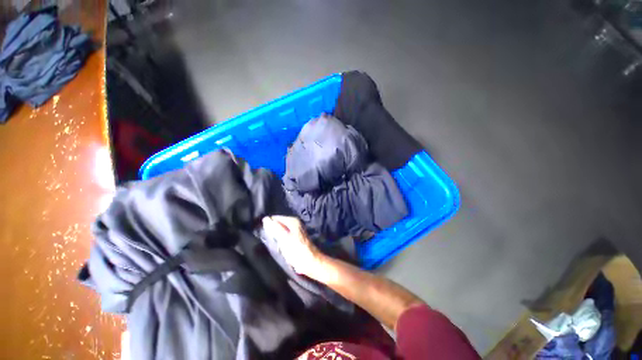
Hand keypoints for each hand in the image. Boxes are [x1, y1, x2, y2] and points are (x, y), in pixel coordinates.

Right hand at [262, 216, 325, 279]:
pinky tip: (279, 246)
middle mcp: (295, 223)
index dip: (268, 224)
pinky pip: (284, 236)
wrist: (310, 261)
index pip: (275, 218)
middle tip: (266, 239)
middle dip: (271, 230)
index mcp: (292, 220)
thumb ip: (274, 227)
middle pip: (278, 224)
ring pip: (280, 230)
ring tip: (272, 243)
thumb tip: (265, 219)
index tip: (262, 232)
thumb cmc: (296, 250)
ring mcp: (296, 230)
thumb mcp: (283, 238)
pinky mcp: (296, 238)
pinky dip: (280, 240)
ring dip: (275, 236)